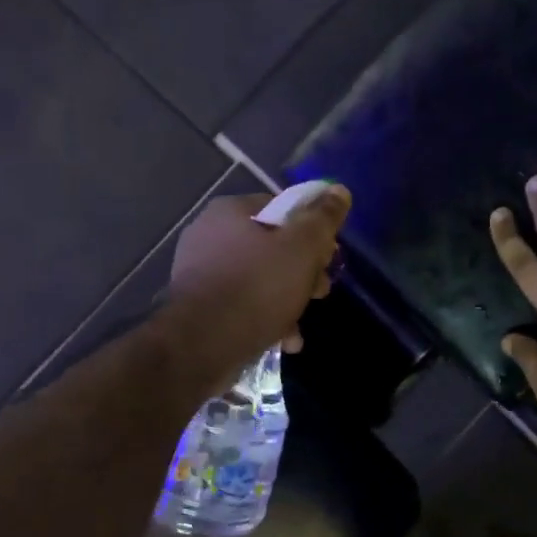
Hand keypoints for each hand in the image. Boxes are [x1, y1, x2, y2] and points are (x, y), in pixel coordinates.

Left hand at [165, 186, 350, 392]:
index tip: (328, 257)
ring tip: (300, 323)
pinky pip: (242, 305)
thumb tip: (338, 190)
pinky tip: (283, 339)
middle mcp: (209, 235)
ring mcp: (200, 273)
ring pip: (259, 279)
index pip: (282, 208)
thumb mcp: (302, 248)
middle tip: (319, 291)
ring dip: (287, 299)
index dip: (312, 231)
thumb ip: (323, 218)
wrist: (202, 346)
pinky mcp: (198, 307)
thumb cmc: (257, 287)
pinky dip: (265, 318)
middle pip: (272, 246)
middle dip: (302, 271)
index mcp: (230, 212)